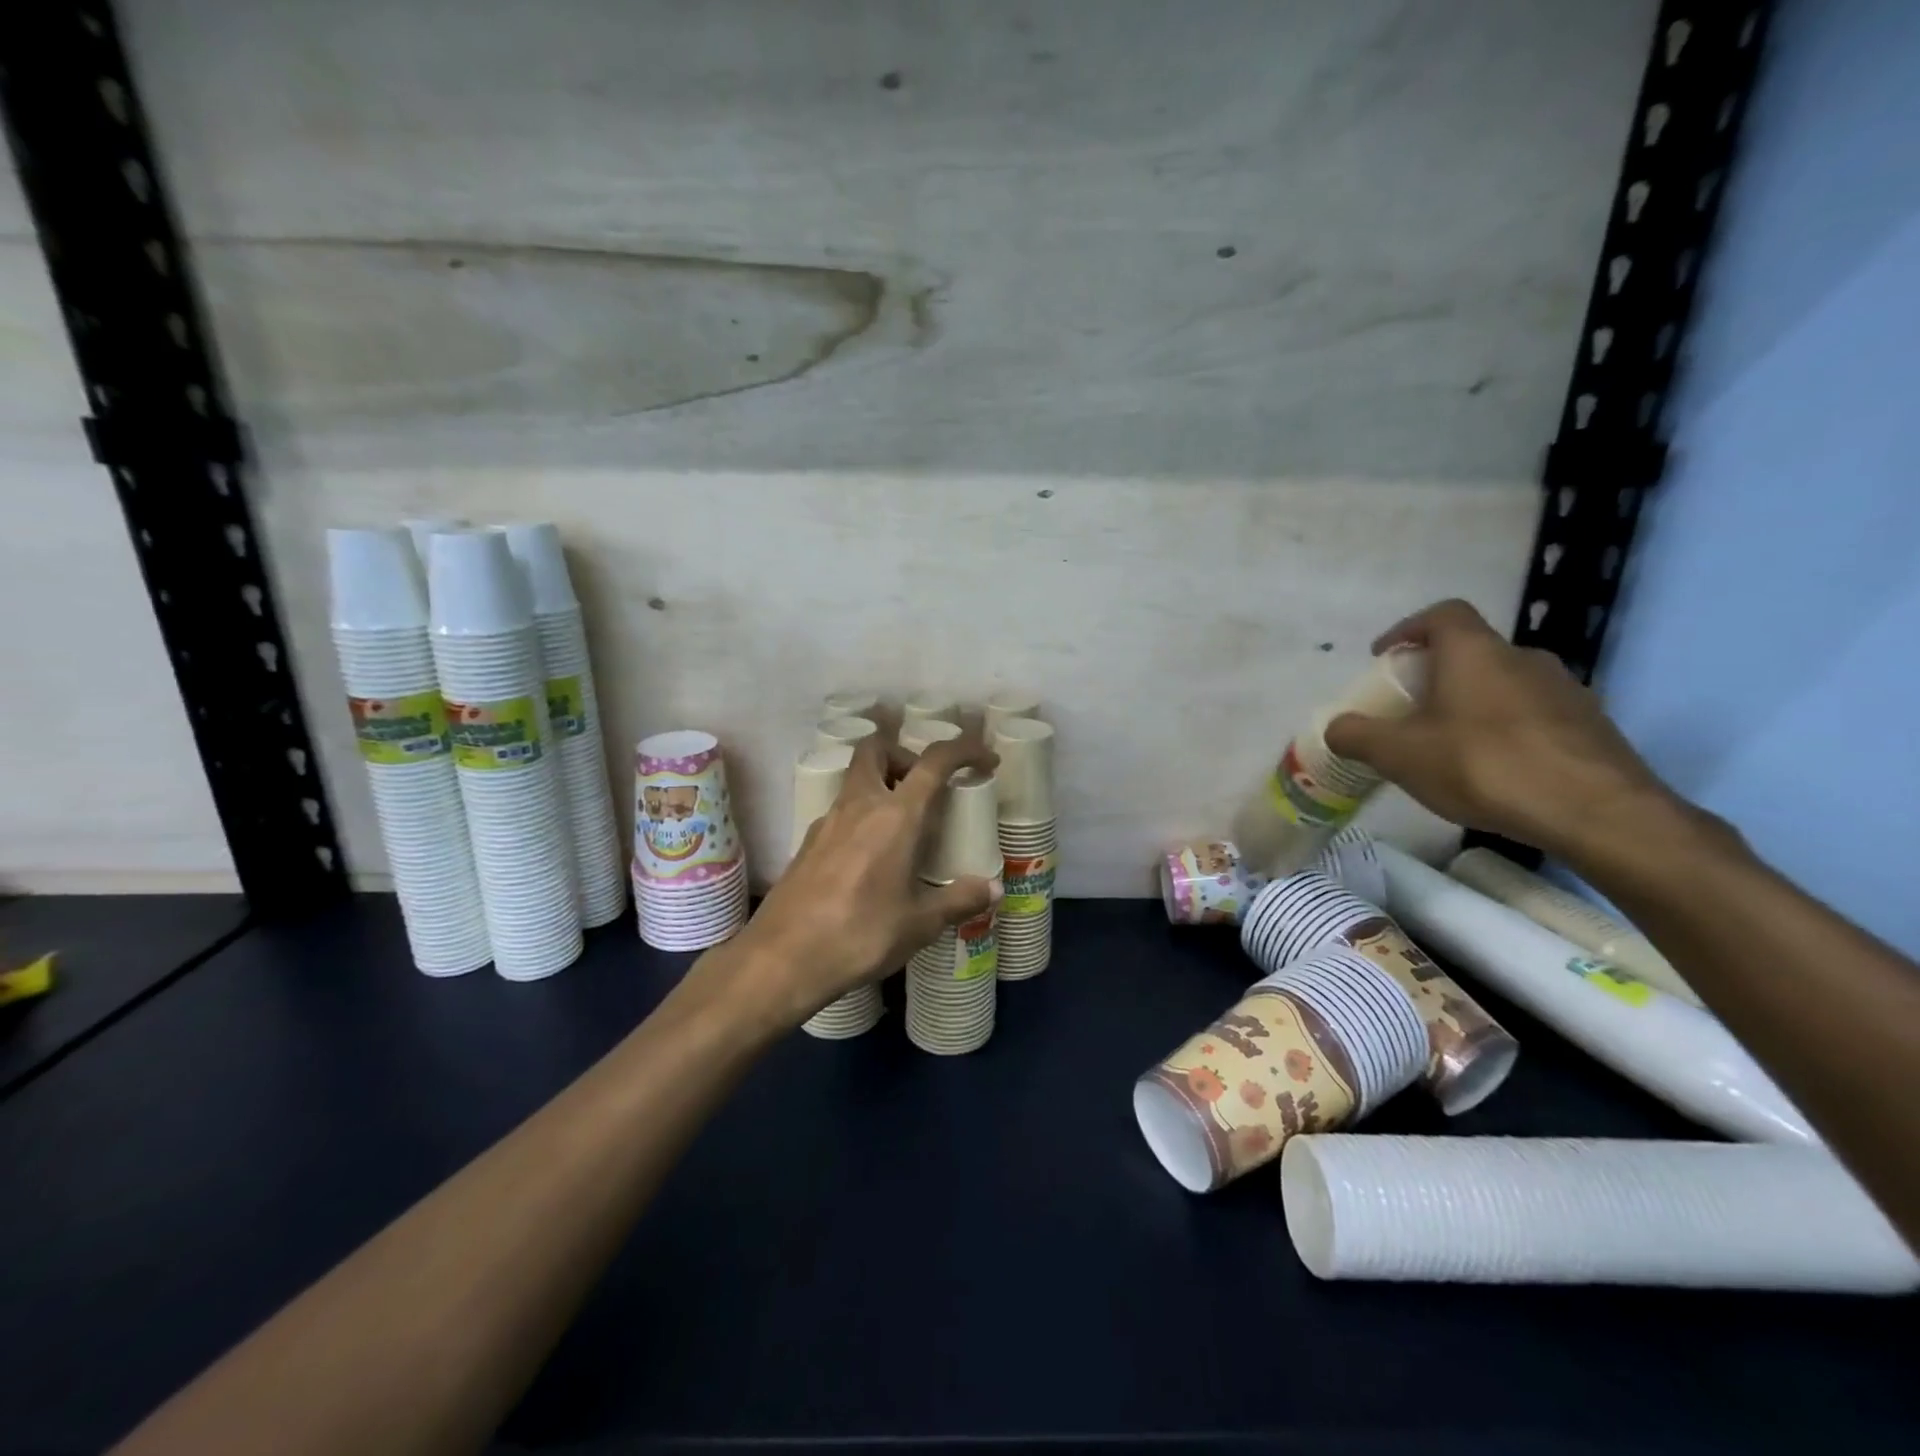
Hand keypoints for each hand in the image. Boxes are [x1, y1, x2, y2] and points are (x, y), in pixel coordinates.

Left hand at [715, 732, 1002, 1028]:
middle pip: (877, 750)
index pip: (933, 761)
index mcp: (895, 816)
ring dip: (883, 785)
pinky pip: (842, 811)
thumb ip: (958, 901)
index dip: (964, 750)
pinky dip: (863, 815)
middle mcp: (859, 805)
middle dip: (906, 755)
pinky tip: (872, 857)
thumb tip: (993, 889)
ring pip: (856, 779)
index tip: (985, 760)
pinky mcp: (808, 843)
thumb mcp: (919, 924)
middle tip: (926, 787)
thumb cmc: (860, 935)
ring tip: (905, 826)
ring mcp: (827, 822)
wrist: (782, 959)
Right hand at [1324, 599, 1679, 860]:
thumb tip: (1336, 727)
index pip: (1443, 614)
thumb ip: (1357, 735)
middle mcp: (1525, 658)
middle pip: (1472, 652)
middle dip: (1436, 675)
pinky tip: (1496, 771)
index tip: (1385, 656)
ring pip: (1505, 685)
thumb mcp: (1399, 754)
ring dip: (1473, 704)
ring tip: (1451, 746)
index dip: (1408, 628)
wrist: (1596, 812)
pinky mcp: (1592, 726)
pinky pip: (1535, 716)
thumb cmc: (1483, 766)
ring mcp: (1566, 690)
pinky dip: (1507, 731)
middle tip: (1411, 711)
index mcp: (1475, 652)